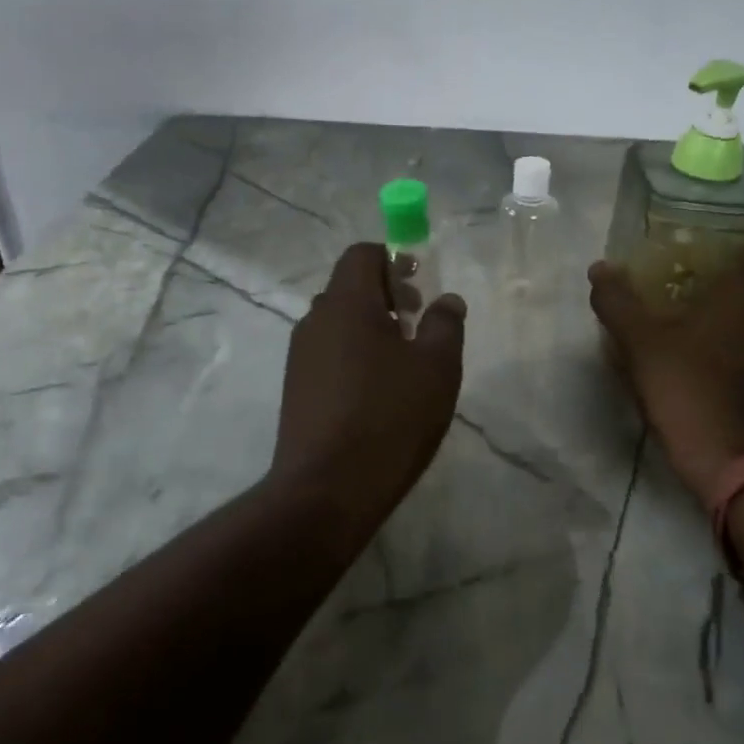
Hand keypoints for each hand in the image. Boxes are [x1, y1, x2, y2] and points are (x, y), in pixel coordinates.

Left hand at [271, 243, 466, 532]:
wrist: (327, 489)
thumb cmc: (390, 417)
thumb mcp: (436, 367)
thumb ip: (445, 324)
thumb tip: (446, 299)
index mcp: (346, 303)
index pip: (361, 255)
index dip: (393, 260)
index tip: (420, 286)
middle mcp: (315, 320)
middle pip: (349, 288)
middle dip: (386, 296)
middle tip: (418, 325)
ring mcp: (300, 357)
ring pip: (339, 323)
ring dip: (371, 328)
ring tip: (403, 364)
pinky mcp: (296, 389)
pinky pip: (329, 354)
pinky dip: (355, 355)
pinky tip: (378, 394)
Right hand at [589, 235, 743, 505]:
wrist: (738, 468)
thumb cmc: (692, 388)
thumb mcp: (640, 343)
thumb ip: (618, 302)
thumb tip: (600, 269)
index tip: (733, 252)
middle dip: (738, 284)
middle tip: (694, 292)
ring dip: (740, 322)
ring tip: (695, 335)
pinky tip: (708, 374)